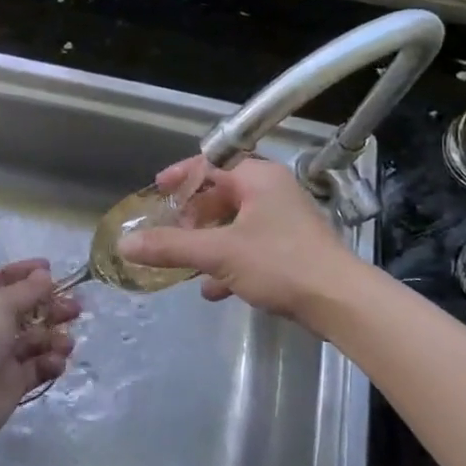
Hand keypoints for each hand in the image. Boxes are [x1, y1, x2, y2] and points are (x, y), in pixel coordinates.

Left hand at [0, 260, 79, 453]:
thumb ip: (27, 290)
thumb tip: (44, 275)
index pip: (3, 279)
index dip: (26, 272)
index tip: (53, 269)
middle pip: (26, 309)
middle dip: (51, 306)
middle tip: (76, 308)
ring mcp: (0, 355)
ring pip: (36, 339)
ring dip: (54, 337)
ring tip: (66, 342)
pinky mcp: (12, 383)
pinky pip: (37, 367)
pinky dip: (50, 363)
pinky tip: (55, 362)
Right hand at [118, 157, 362, 323]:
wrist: (340, 302)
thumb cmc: (280, 263)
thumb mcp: (219, 253)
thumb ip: (171, 247)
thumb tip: (125, 244)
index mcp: (258, 178)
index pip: (211, 164)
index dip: (180, 175)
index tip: (156, 190)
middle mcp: (272, 192)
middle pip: (221, 194)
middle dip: (193, 216)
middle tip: (170, 233)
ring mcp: (283, 221)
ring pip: (234, 224)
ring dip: (208, 242)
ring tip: (184, 262)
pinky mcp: (290, 249)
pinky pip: (249, 247)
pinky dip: (228, 262)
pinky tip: (212, 290)